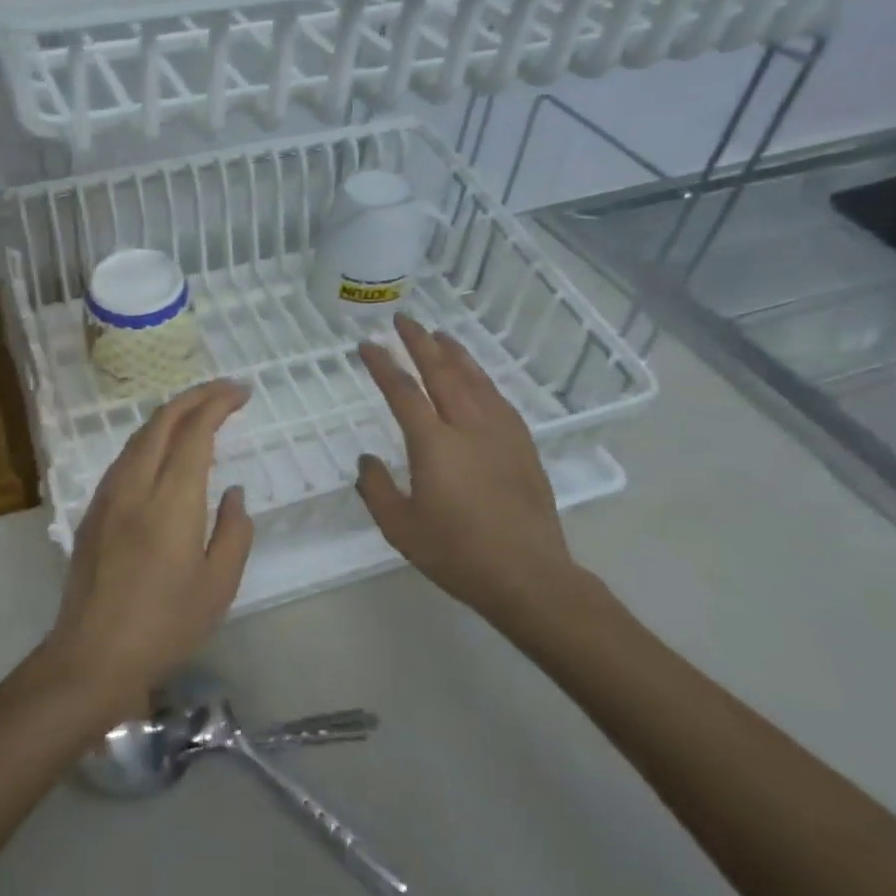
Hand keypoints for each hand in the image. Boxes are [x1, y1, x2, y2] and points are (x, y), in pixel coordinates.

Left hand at [45, 380, 253, 710]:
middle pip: (162, 420)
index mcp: (171, 500)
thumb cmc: (165, 626)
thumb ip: (233, 531)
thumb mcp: (218, 586)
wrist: (93, 656)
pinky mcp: (93, 510)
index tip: (242, 393)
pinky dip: (150, 439)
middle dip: (195, 397)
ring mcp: (107, 495)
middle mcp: (135, 485)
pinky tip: (163, 453)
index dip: (218, 403)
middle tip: (225, 392)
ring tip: (198, 414)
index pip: (194, 431)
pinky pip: (125, 458)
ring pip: (139, 436)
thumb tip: (232, 492)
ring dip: (170, 415)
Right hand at [355, 315, 583, 628]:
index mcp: (434, 443)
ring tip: (439, 334)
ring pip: (475, 379)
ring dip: (454, 353)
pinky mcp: (522, 446)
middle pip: (442, 372)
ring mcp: (500, 433)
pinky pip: (499, 398)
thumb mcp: (400, 527)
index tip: (367, 344)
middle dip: (420, 343)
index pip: (403, 391)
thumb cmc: (457, 553)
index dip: (382, 365)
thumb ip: (376, 489)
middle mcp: (468, 426)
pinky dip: (482, 378)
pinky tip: (477, 376)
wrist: (528, 575)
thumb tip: (367, 459)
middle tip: (403, 320)